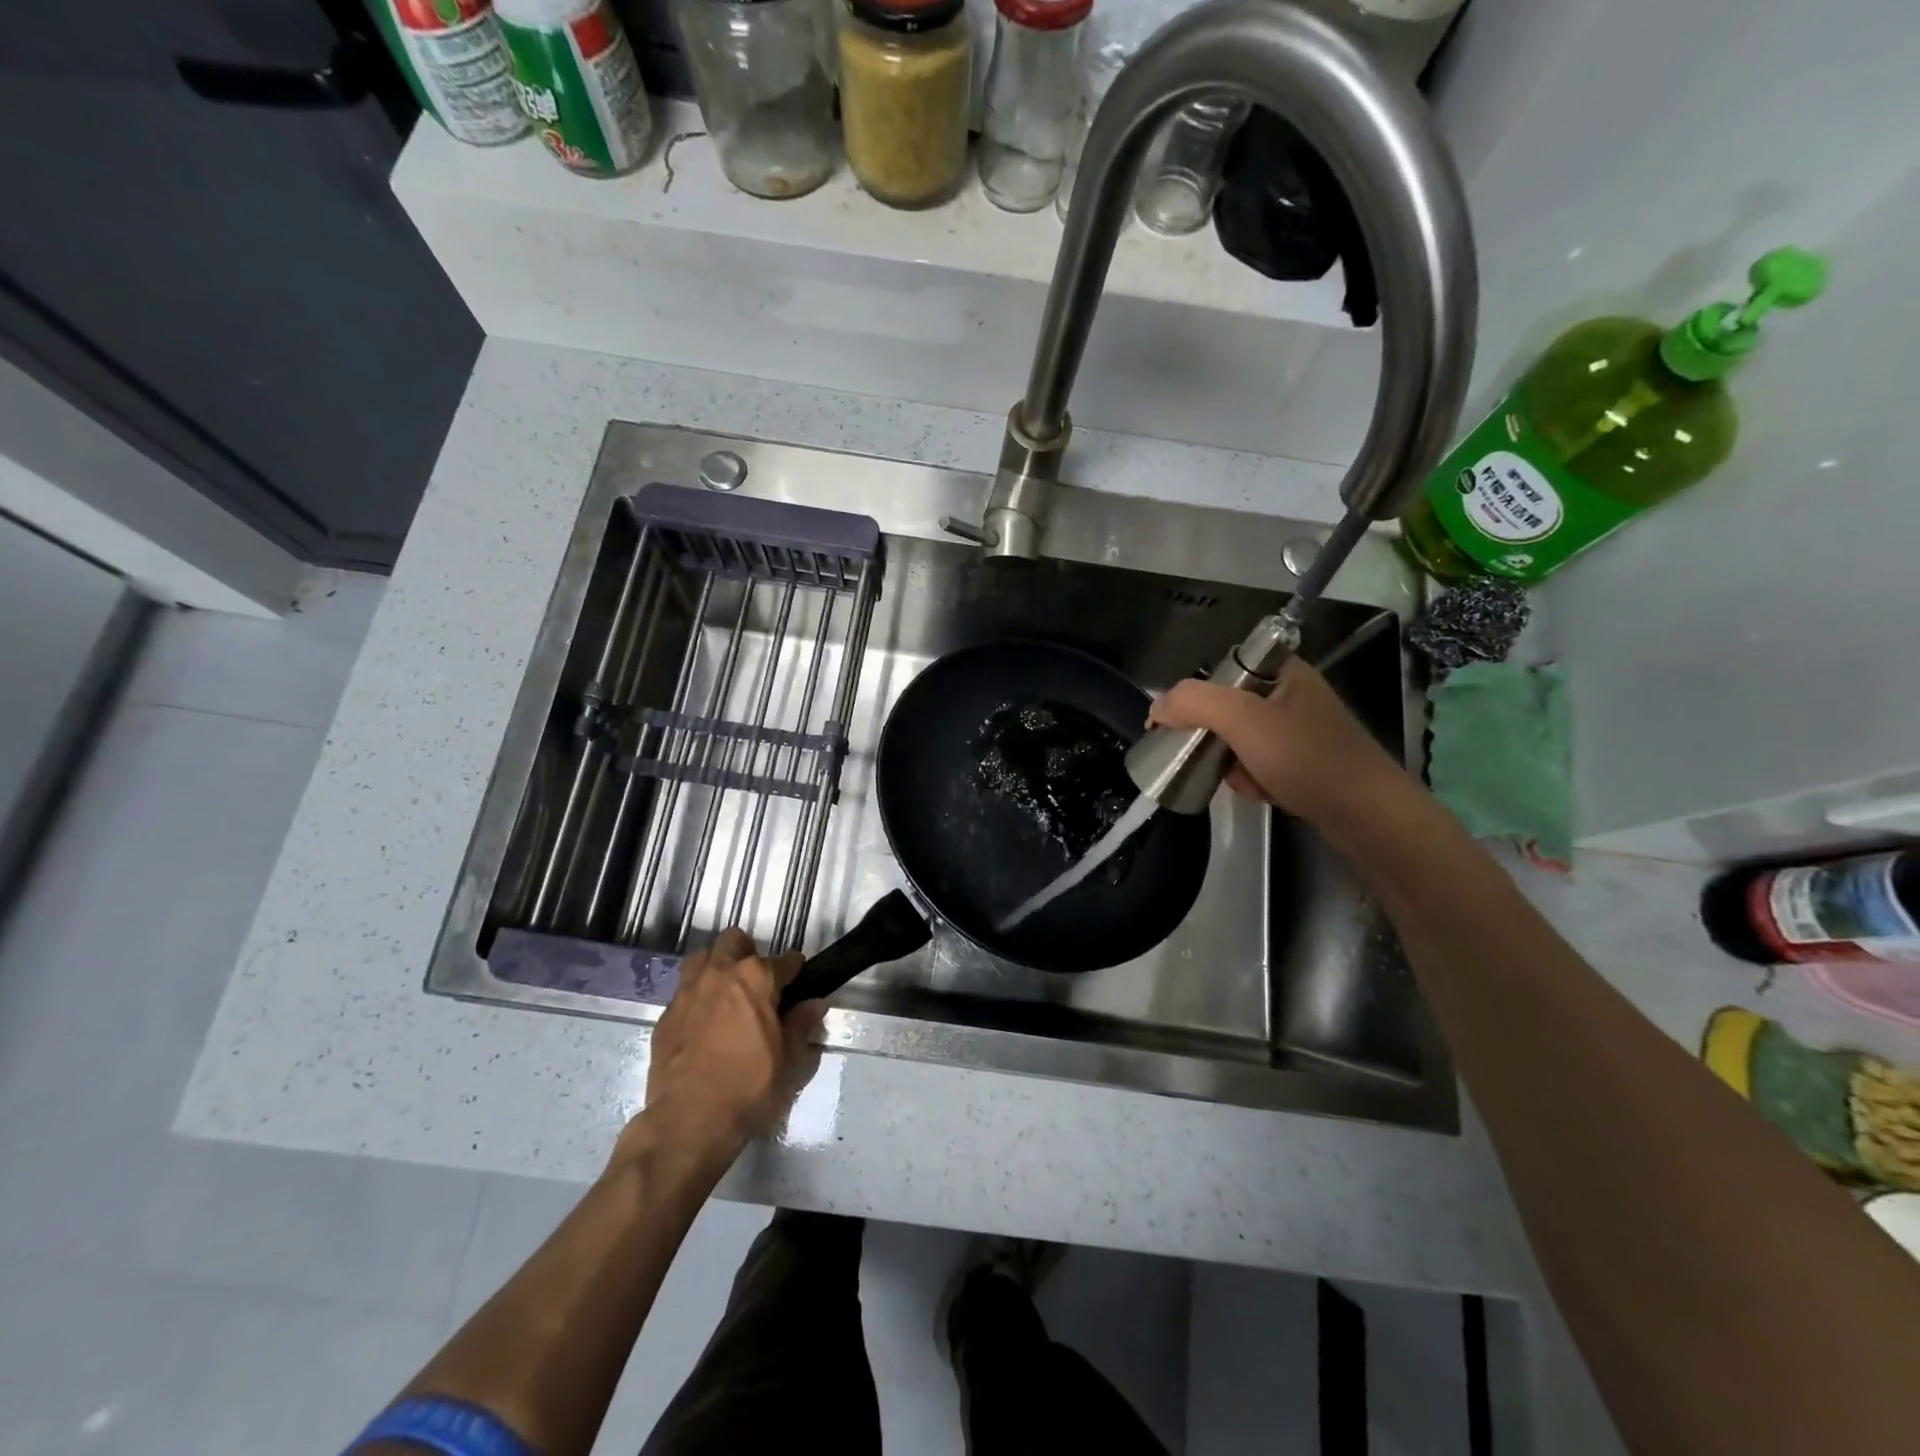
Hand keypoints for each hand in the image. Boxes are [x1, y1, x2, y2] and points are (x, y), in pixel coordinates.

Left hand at [636, 930, 824, 1162]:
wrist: (689, 1121)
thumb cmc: (750, 1087)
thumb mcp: (790, 1061)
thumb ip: (802, 1025)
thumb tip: (815, 1004)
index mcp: (757, 979)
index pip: (785, 960)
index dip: (795, 970)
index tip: (799, 981)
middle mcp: (720, 974)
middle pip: (734, 941)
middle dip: (748, 952)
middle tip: (758, 981)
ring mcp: (688, 992)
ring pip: (702, 958)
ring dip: (716, 966)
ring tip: (726, 991)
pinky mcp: (665, 1016)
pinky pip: (683, 992)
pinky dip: (696, 997)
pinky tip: (703, 1022)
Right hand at [1148, 658, 1399, 822]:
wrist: (1369, 817)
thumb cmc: (1308, 759)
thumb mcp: (1244, 721)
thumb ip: (1194, 703)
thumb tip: (1156, 707)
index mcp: (1283, 672)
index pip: (1221, 671)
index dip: (1196, 697)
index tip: (1180, 726)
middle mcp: (1292, 695)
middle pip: (1226, 709)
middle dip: (1214, 739)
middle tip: (1215, 759)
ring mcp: (1300, 731)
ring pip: (1238, 741)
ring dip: (1231, 764)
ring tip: (1246, 781)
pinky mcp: (1304, 763)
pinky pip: (1258, 764)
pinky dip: (1252, 780)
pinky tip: (1263, 793)